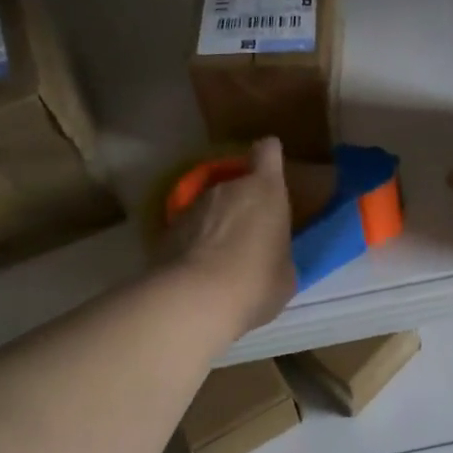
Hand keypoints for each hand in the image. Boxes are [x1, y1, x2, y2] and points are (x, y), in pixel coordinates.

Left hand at [157, 137, 295, 337]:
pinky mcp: (167, 229)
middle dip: (243, 203)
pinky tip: (198, 273)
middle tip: (249, 235)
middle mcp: (228, 188)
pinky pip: (189, 230)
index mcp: (266, 190)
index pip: (268, 152)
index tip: (270, 167)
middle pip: (237, 183)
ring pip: (211, 206)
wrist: (196, 299)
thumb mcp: (285, 274)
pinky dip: (194, 244)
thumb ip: (279, 255)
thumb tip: (271, 259)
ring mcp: (193, 206)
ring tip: (221, 259)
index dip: (269, 156)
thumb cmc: (256, 281)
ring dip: (217, 224)